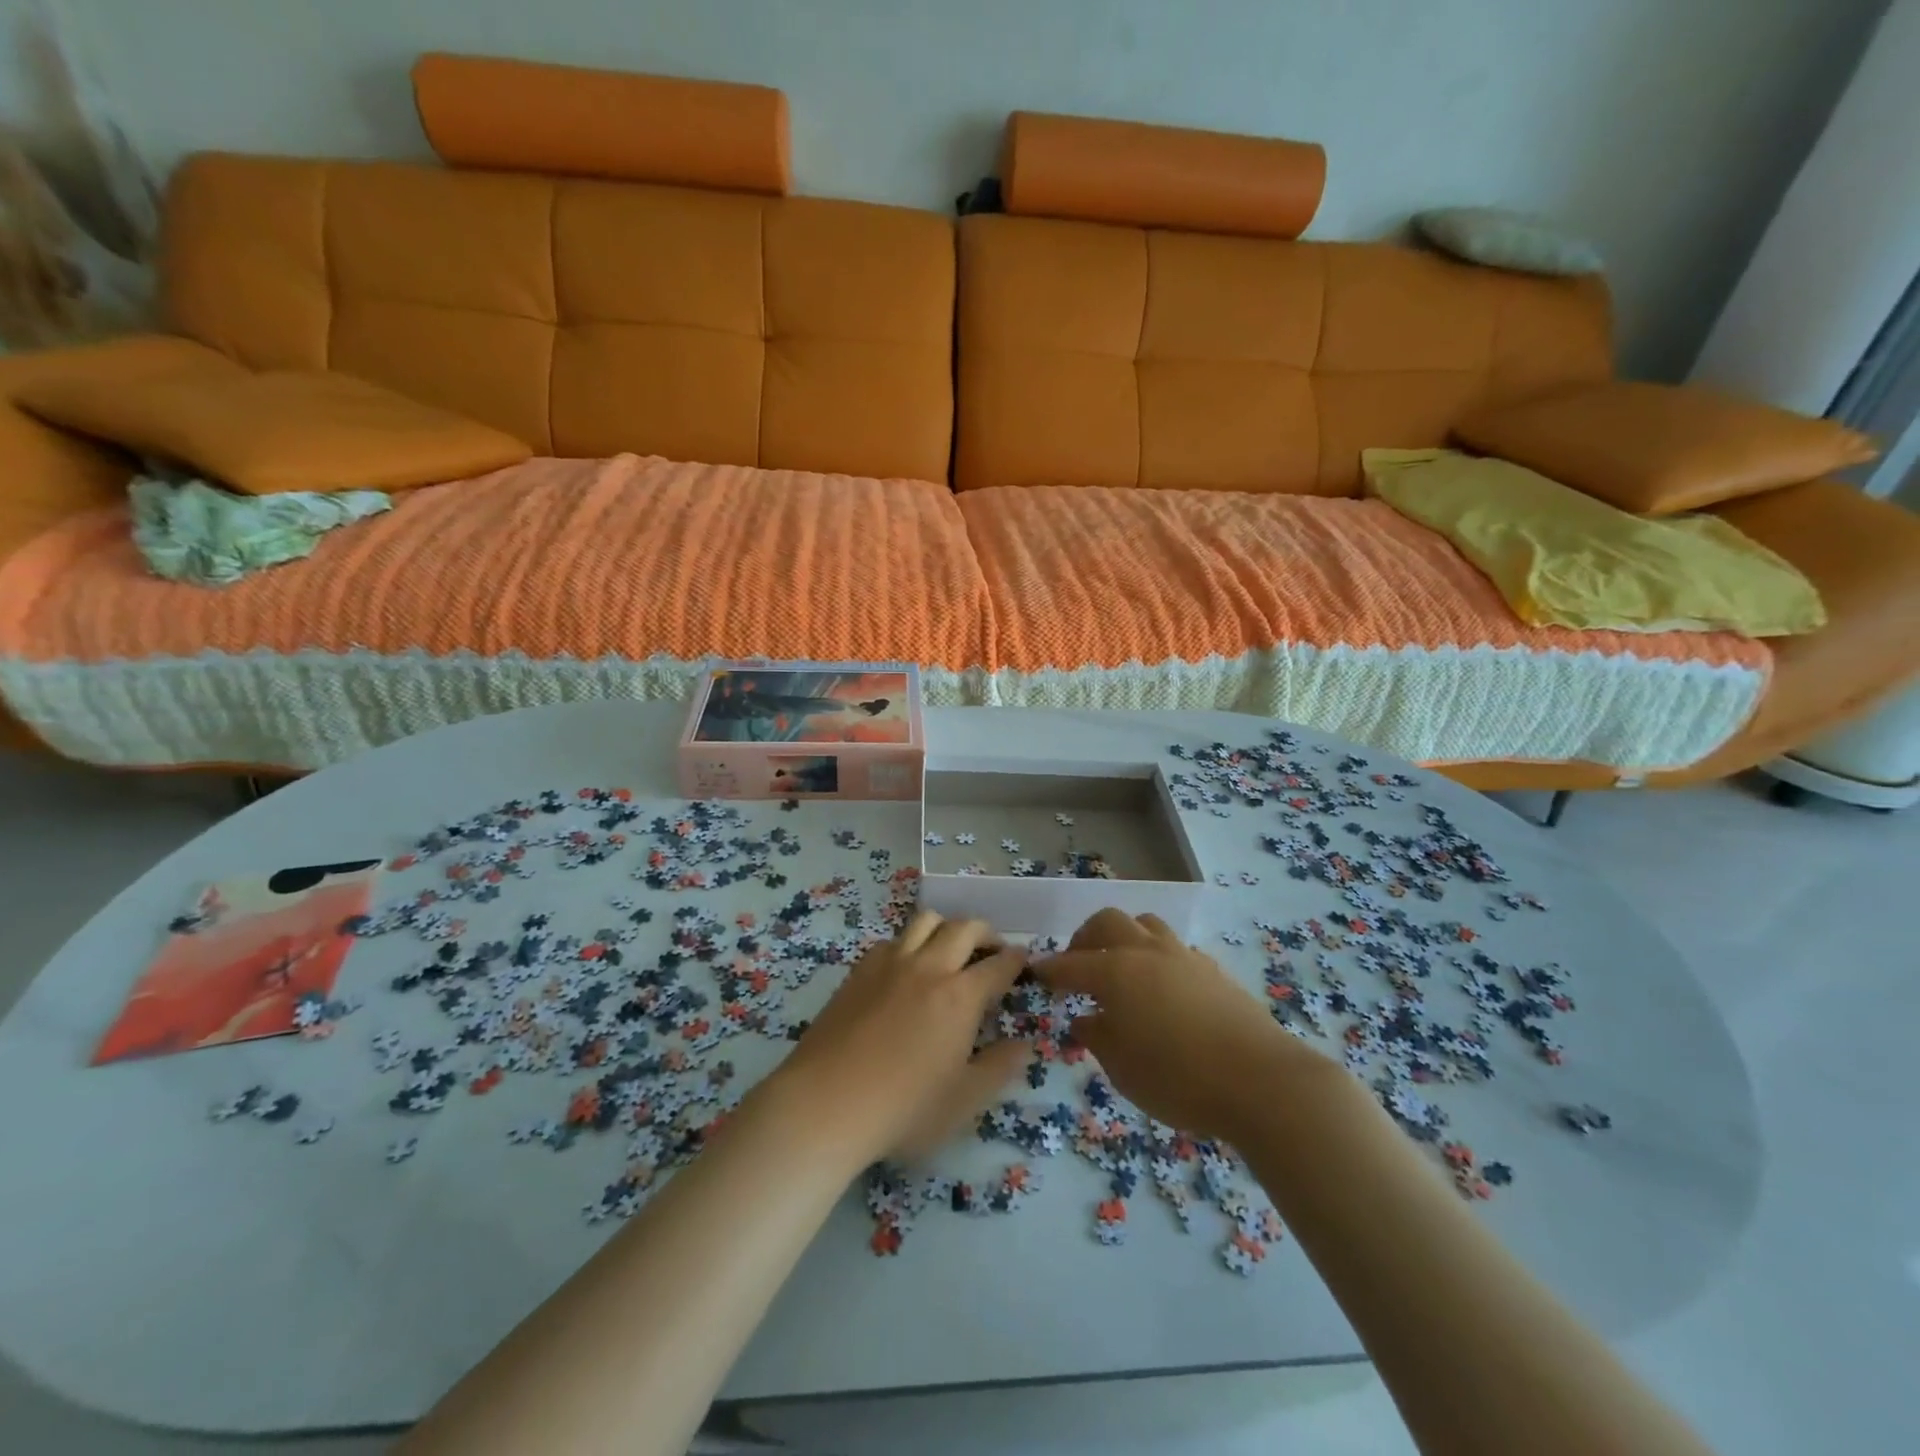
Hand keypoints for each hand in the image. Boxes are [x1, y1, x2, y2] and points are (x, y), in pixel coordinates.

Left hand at [770, 912, 1029, 1163]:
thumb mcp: (964, 1100)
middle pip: (965, 927)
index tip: (1023, 960)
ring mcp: (890, 964)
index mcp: (960, 996)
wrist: (826, 1103)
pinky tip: (906, 967)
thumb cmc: (904, 1109)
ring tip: (950, 948)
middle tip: (993, 950)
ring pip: (925, 921)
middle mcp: (929, 967)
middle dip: (987, 933)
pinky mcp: (859, 970)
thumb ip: (1000, 1067)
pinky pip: (892, 940)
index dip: (1016, 960)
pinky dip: (909, 943)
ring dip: (946, 927)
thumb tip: (1025, 1043)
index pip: (998, 964)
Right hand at [1034, 909, 1306, 1140]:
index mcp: (1115, 972)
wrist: (1261, 1081)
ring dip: (1125, 937)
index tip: (1037, 976)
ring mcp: (1183, 956)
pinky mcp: (1213, 970)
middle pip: (1107, 922)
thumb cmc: (1178, 1079)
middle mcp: (1146, 952)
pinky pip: (1175, 949)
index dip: (1050, 970)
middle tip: (1078, 965)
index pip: (1070, 964)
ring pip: (1145, 924)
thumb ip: (1097, 1037)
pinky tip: (1162, 987)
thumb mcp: (1122, 1068)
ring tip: (1121, 966)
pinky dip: (1158, 958)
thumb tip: (1084, 1020)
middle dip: (1085, 938)